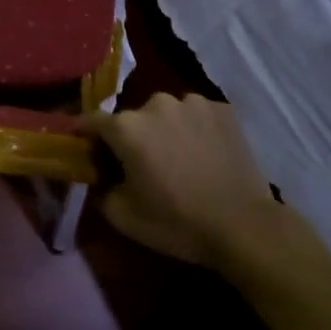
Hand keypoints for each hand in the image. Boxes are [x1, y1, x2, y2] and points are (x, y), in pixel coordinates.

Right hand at [84, 93, 279, 267]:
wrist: (245, 227)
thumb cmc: (177, 222)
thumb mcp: (123, 217)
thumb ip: (98, 190)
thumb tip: (96, 176)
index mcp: (126, 126)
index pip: (91, 121)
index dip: (85, 136)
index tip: (86, 151)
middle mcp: (155, 103)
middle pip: (132, 118)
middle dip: (132, 137)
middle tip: (142, 166)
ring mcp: (192, 102)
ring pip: (167, 114)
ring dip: (165, 131)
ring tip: (179, 159)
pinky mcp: (222, 109)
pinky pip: (197, 116)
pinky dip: (195, 130)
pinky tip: (205, 155)